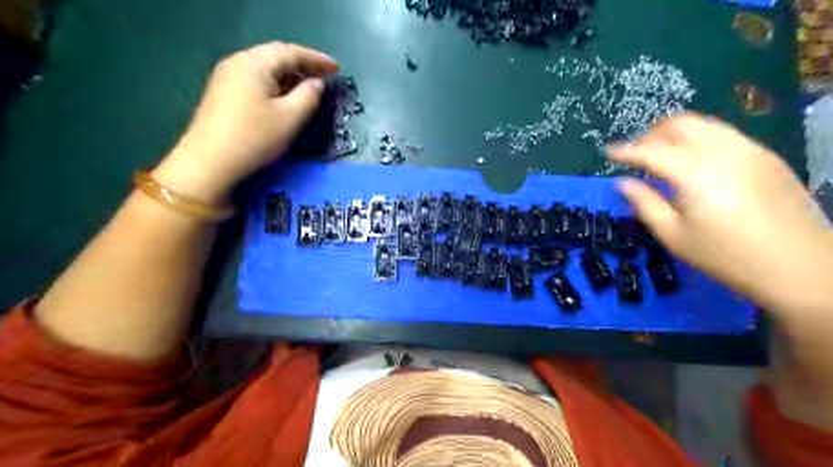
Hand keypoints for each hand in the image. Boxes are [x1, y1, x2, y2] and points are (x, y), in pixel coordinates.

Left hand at [151, 42, 337, 202]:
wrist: (209, 163)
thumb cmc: (254, 138)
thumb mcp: (290, 118)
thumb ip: (309, 96)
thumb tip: (316, 84)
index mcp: (254, 64)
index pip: (291, 52)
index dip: (317, 59)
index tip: (337, 68)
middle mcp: (238, 63)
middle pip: (275, 57)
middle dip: (303, 65)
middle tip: (325, 76)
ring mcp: (226, 78)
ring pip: (265, 69)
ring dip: (289, 75)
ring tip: (309, 87)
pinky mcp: (223, 94)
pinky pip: (256, 80)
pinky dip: (276, 85)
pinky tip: (285, 97)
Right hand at [606, 114, 832, 309]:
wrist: (799, 265)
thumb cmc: (726, 255)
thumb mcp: (674, 235)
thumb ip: (645, 204)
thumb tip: (622, 182)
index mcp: (695, 173)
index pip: (651, 151)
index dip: (626, 150)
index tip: (608, 152)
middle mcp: (722, 151)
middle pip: (679, 124)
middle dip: (651, 134)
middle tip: (636, 154)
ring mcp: (748, 149)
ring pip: (703, 124)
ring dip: (675, 133)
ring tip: (661, 154)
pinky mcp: (765, 155)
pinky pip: (723, 133)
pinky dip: (699, 138)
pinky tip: (694, 161)